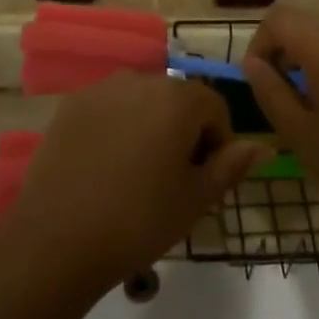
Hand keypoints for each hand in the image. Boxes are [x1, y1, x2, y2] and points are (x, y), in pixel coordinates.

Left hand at [8, 71, 265, 287]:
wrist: (57, 239)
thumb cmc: (138, 220)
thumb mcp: (195, 199)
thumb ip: (231, 166)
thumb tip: (261, 146)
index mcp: (178, 98)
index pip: (215, 107)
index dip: (218, 143)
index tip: (205, 179)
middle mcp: (141, 79)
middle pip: (178, 99)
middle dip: (184, 131)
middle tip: (174, 179)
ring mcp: (102, 88)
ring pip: (142, 101)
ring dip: (151, 125)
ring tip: (139, 172)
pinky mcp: (72, 104)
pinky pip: (110, 107)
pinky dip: (118, 126)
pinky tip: (107, 166)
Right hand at [241, 8, 318, 228]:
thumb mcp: (300, 134)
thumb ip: (270, 91)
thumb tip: (252, 64)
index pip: (278, 20)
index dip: (259, 45)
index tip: (259, 80)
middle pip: (305, 21)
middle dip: (285, 47)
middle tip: (281, 90)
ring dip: (312, 52)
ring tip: (312, 97)